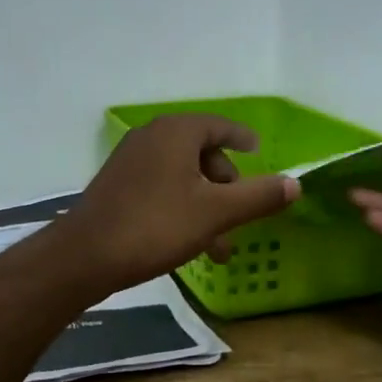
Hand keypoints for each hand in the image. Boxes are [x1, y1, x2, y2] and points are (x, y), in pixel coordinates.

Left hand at [61, 116, 300, 293]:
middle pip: (201, 152)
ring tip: (218, 248)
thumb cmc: (156, 226)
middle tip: (239, 215)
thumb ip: (258, 196)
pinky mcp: (117, 185)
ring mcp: (130, 161)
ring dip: (205, 205)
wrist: (85, 256)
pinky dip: (181, 207)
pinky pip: (161, 187)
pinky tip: (188, 244)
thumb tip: (296, 183)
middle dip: (226, 186)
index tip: (258, 150)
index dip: (242, 138)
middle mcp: (151, 137)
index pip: (219, 125)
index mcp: (176, 132)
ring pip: (182, 176)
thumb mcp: (215, 213)